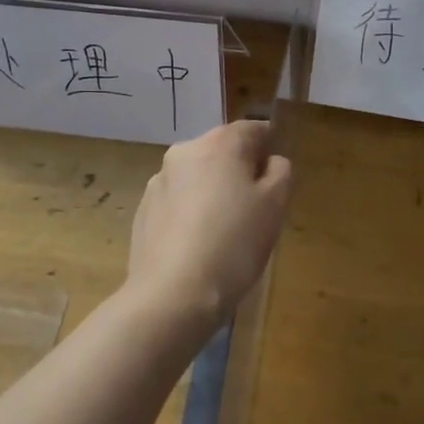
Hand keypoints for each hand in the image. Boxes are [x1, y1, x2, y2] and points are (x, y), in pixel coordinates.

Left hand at [126, 121, 292, 328]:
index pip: (253, 129)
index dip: (269, 149)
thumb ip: (280, 172)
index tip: (276, 179)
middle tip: (255, 208)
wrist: (173, 294)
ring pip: (198, 176)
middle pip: (222, 150)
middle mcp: (185, 151)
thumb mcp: (275, 205)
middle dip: (239, 171)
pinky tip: (198, 245)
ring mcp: (159, 181)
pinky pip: (177, 201)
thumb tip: (270, 162)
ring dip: (213, 191)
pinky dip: (191, 212)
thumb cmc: (234, 243)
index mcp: (219, 143)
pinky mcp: (143, 210)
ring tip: (225, 231)